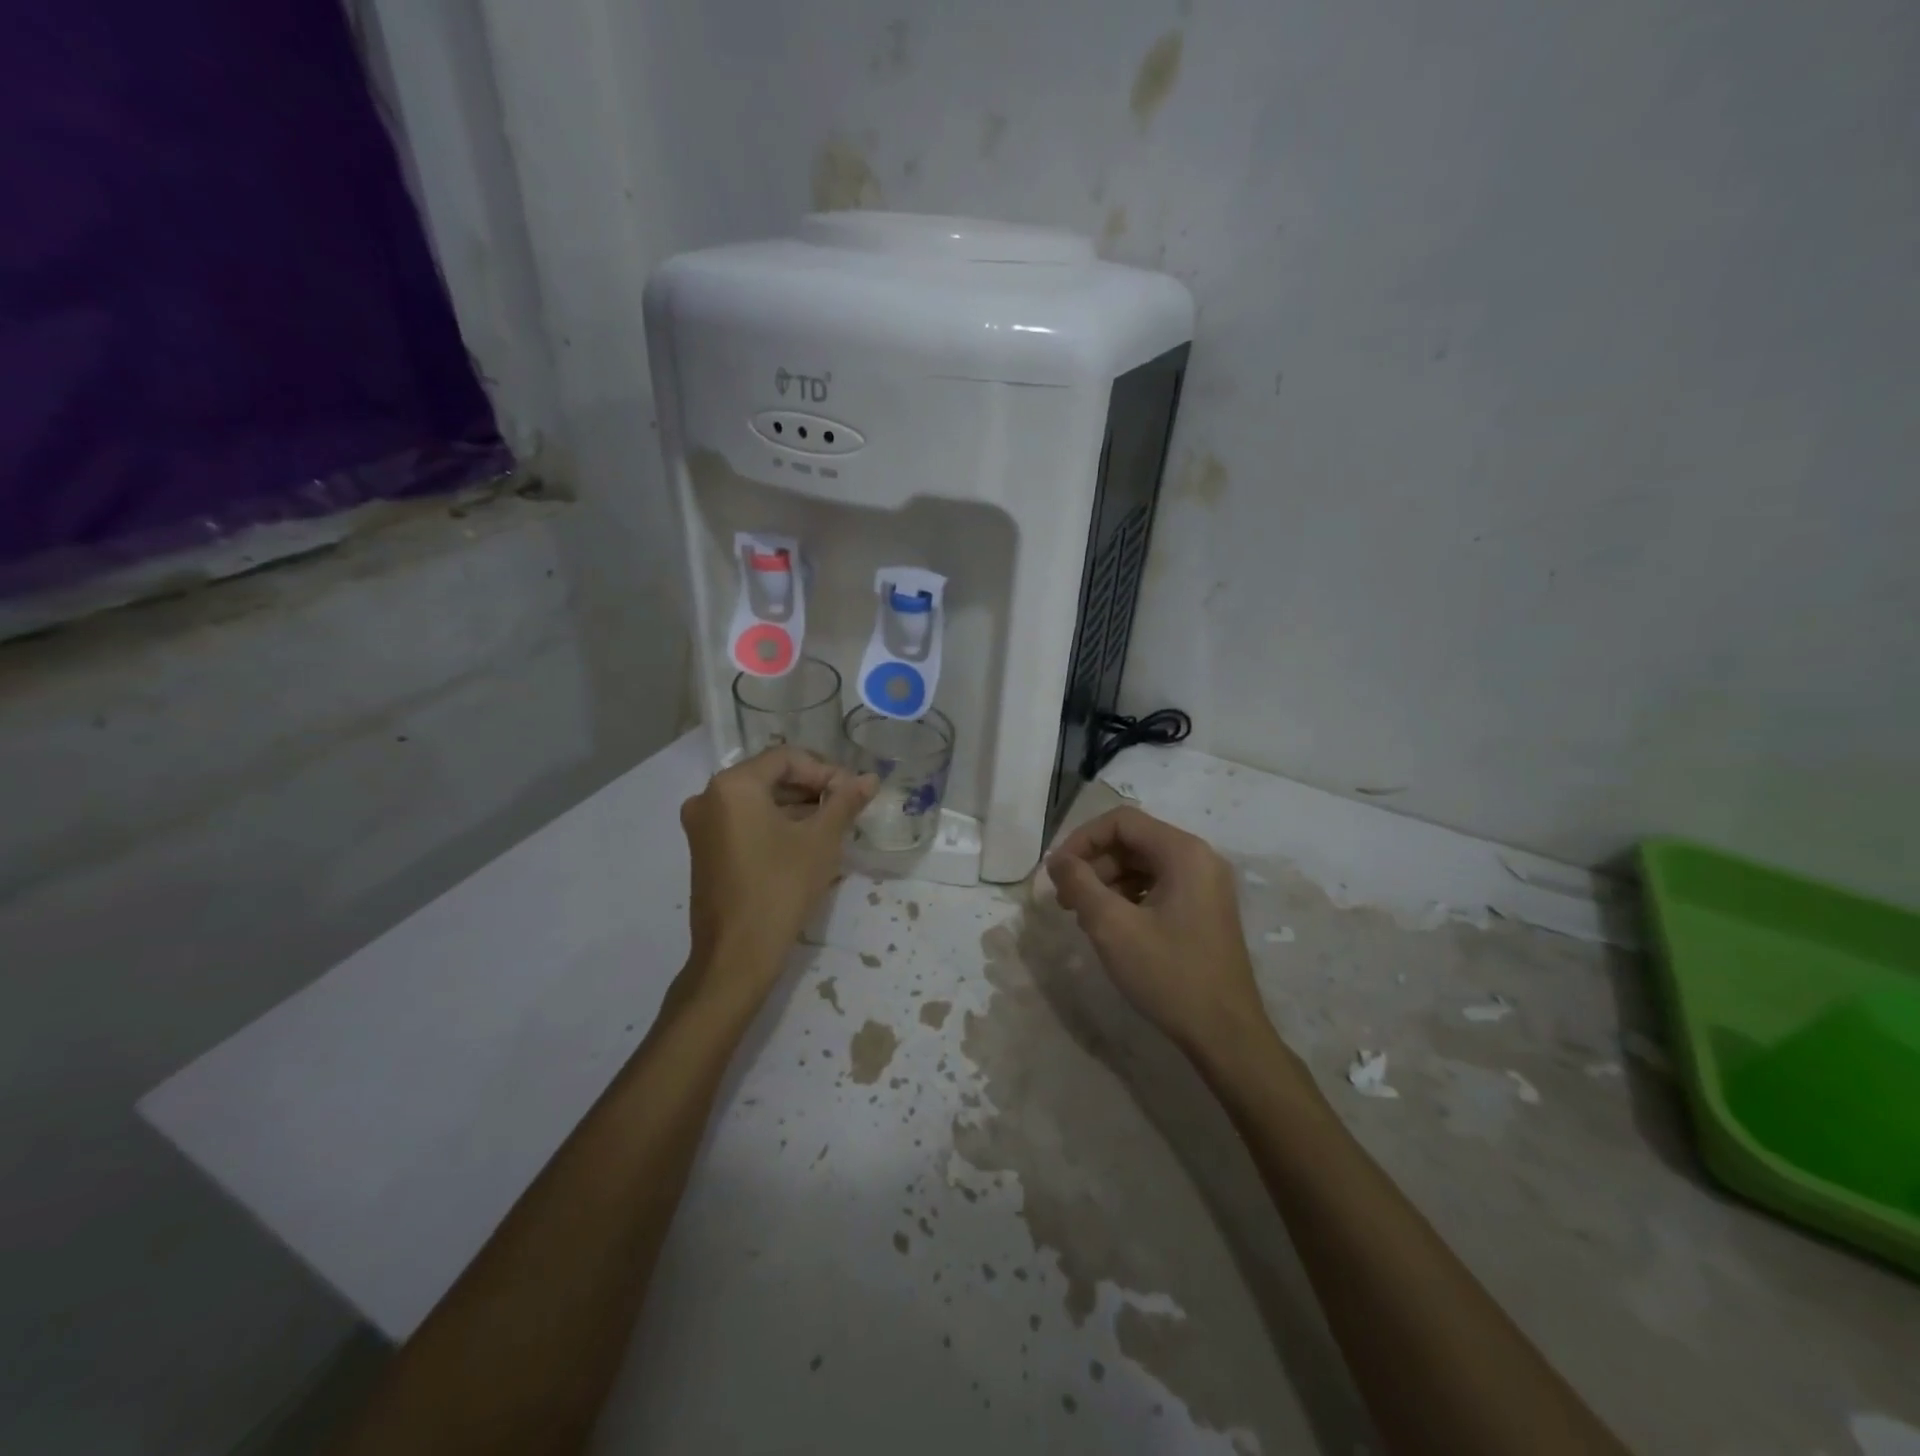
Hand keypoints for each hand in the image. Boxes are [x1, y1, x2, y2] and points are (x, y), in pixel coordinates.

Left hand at [680, 747, 876, 996]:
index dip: (825, 771)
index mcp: (733, 785)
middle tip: (846, 807)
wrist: (736, 955)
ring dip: (795, 807)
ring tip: (831, 825)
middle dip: (811, 788)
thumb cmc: (781, 888)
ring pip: (757, 800)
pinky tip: (804, 842)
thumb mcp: (821, 840)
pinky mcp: (704, 850)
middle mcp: (708, 797)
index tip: (852, 793)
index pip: (787, 759)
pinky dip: (774, 824)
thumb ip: (844, 802)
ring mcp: (702, 825)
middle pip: (769, 776)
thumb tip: (870, 778)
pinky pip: (743, 822)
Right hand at [1046, 806, 1265, 1056]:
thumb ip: (1079, 884)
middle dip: (1093, 864)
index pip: (1121, 821)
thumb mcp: (1112, 927)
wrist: (1226, 1035)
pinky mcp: (1204, 908)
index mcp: (1184, 852)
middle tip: (1064, 899)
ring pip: (1143, 864)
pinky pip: (1157, 886)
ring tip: (1083, 916)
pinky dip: (1128, 897)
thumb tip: (1056, 860)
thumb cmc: (1169, 975)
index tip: (1057, 872)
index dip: (1082, 840)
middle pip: (1132, 841)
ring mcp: (1205, 885)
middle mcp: (1199, 858)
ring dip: (1107, 882)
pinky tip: (1110, 926)